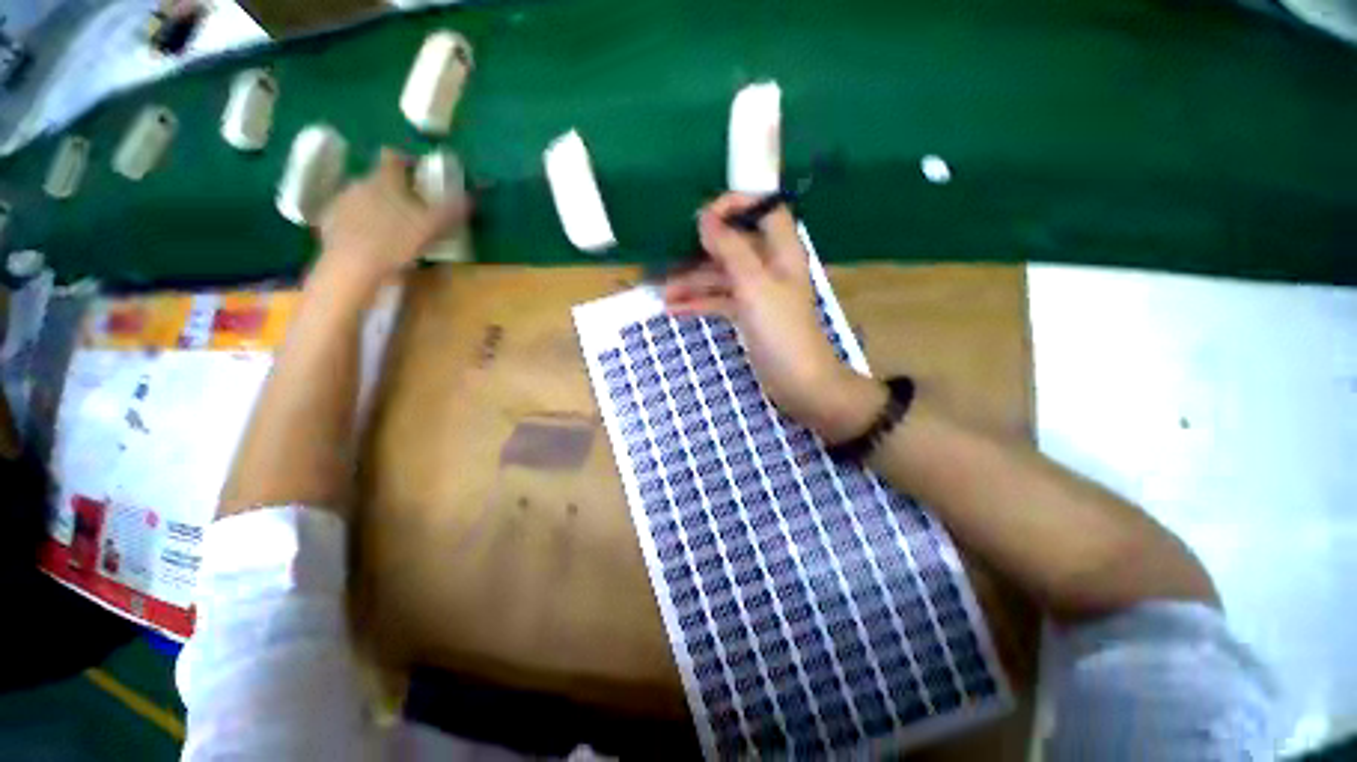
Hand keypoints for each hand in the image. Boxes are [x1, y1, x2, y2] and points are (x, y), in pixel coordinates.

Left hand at [313, 149, 467, 294]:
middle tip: (408, 210)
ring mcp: (341, 201)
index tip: (415, 174)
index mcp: (384, 180)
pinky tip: (370, 239)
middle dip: (392, 190)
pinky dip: (359, 222)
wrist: (353, 266)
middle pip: (378, 179)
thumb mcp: (431, 228)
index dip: (404, 162)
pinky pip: (348, 214)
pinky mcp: (329, 220)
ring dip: (375, 206)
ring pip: (362, 196)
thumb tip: (471, 198)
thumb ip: (450, 211)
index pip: (392, 158)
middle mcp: (359, 183)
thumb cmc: (396, 242)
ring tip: (390, 228)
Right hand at [664, 193, 886, 442]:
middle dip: (701, 252)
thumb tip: (706, 218)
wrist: (798, 382)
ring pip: (722, 277)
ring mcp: (758, 293)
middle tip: (669, 259)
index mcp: (781, 251)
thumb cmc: (780, 330)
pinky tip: (675, 311)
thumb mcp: (754, 286)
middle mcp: (770, 267)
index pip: (765, 210)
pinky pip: (720, 301)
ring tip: (664, 295)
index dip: (737, 205)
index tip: (703, 217)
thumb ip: (731, 249)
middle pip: (734, 246)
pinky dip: (700, 304)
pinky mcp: (748, 315)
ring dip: (694, 283)